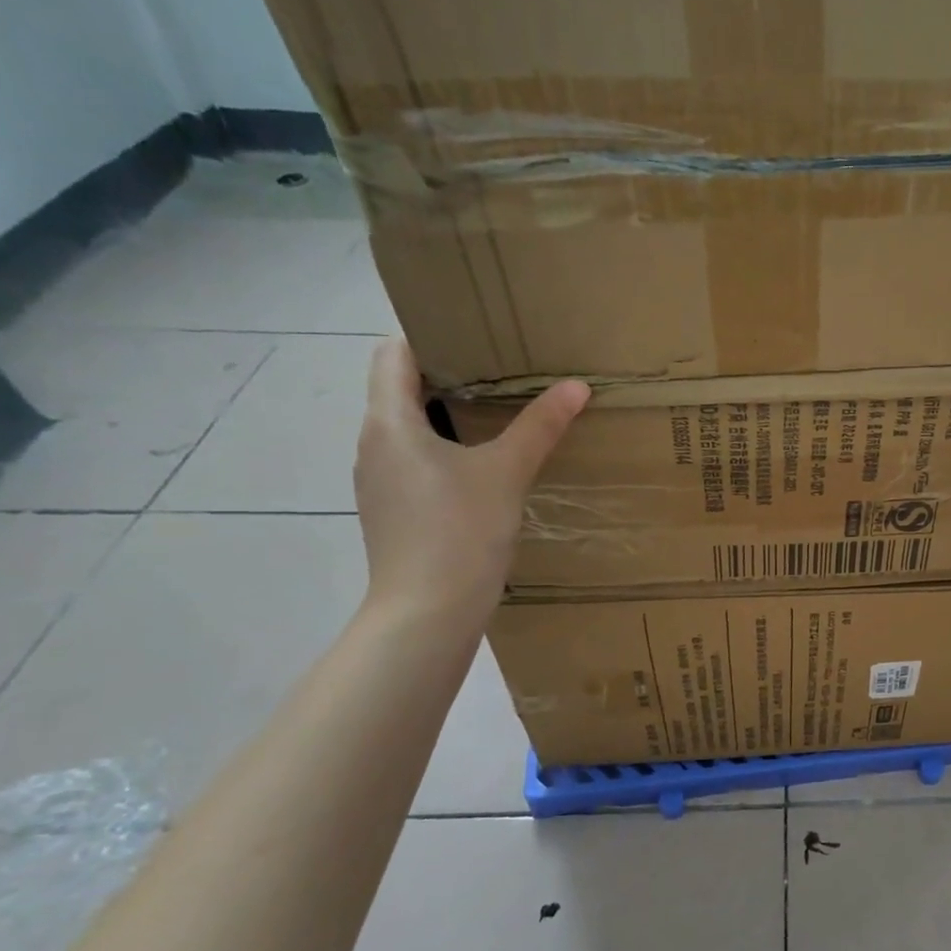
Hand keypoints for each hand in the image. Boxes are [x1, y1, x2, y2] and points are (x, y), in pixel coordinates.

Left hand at [353, 339, 589, 627]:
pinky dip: (446, 451)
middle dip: (449, 375)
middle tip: (503, 370)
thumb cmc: (459, 532)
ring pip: (410, 429)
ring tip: (500, 414)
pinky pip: (416, 462)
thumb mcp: (507, 472)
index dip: (429, 336)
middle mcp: (374, 446)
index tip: (476, 336)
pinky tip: (486, 467)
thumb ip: (540, 426)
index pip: (392, 355)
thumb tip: (576, 386)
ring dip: (448, 416)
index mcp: (389, 424)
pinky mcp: (394, 511)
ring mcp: (380, 482)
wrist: (427, 614)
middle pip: (400, 389)